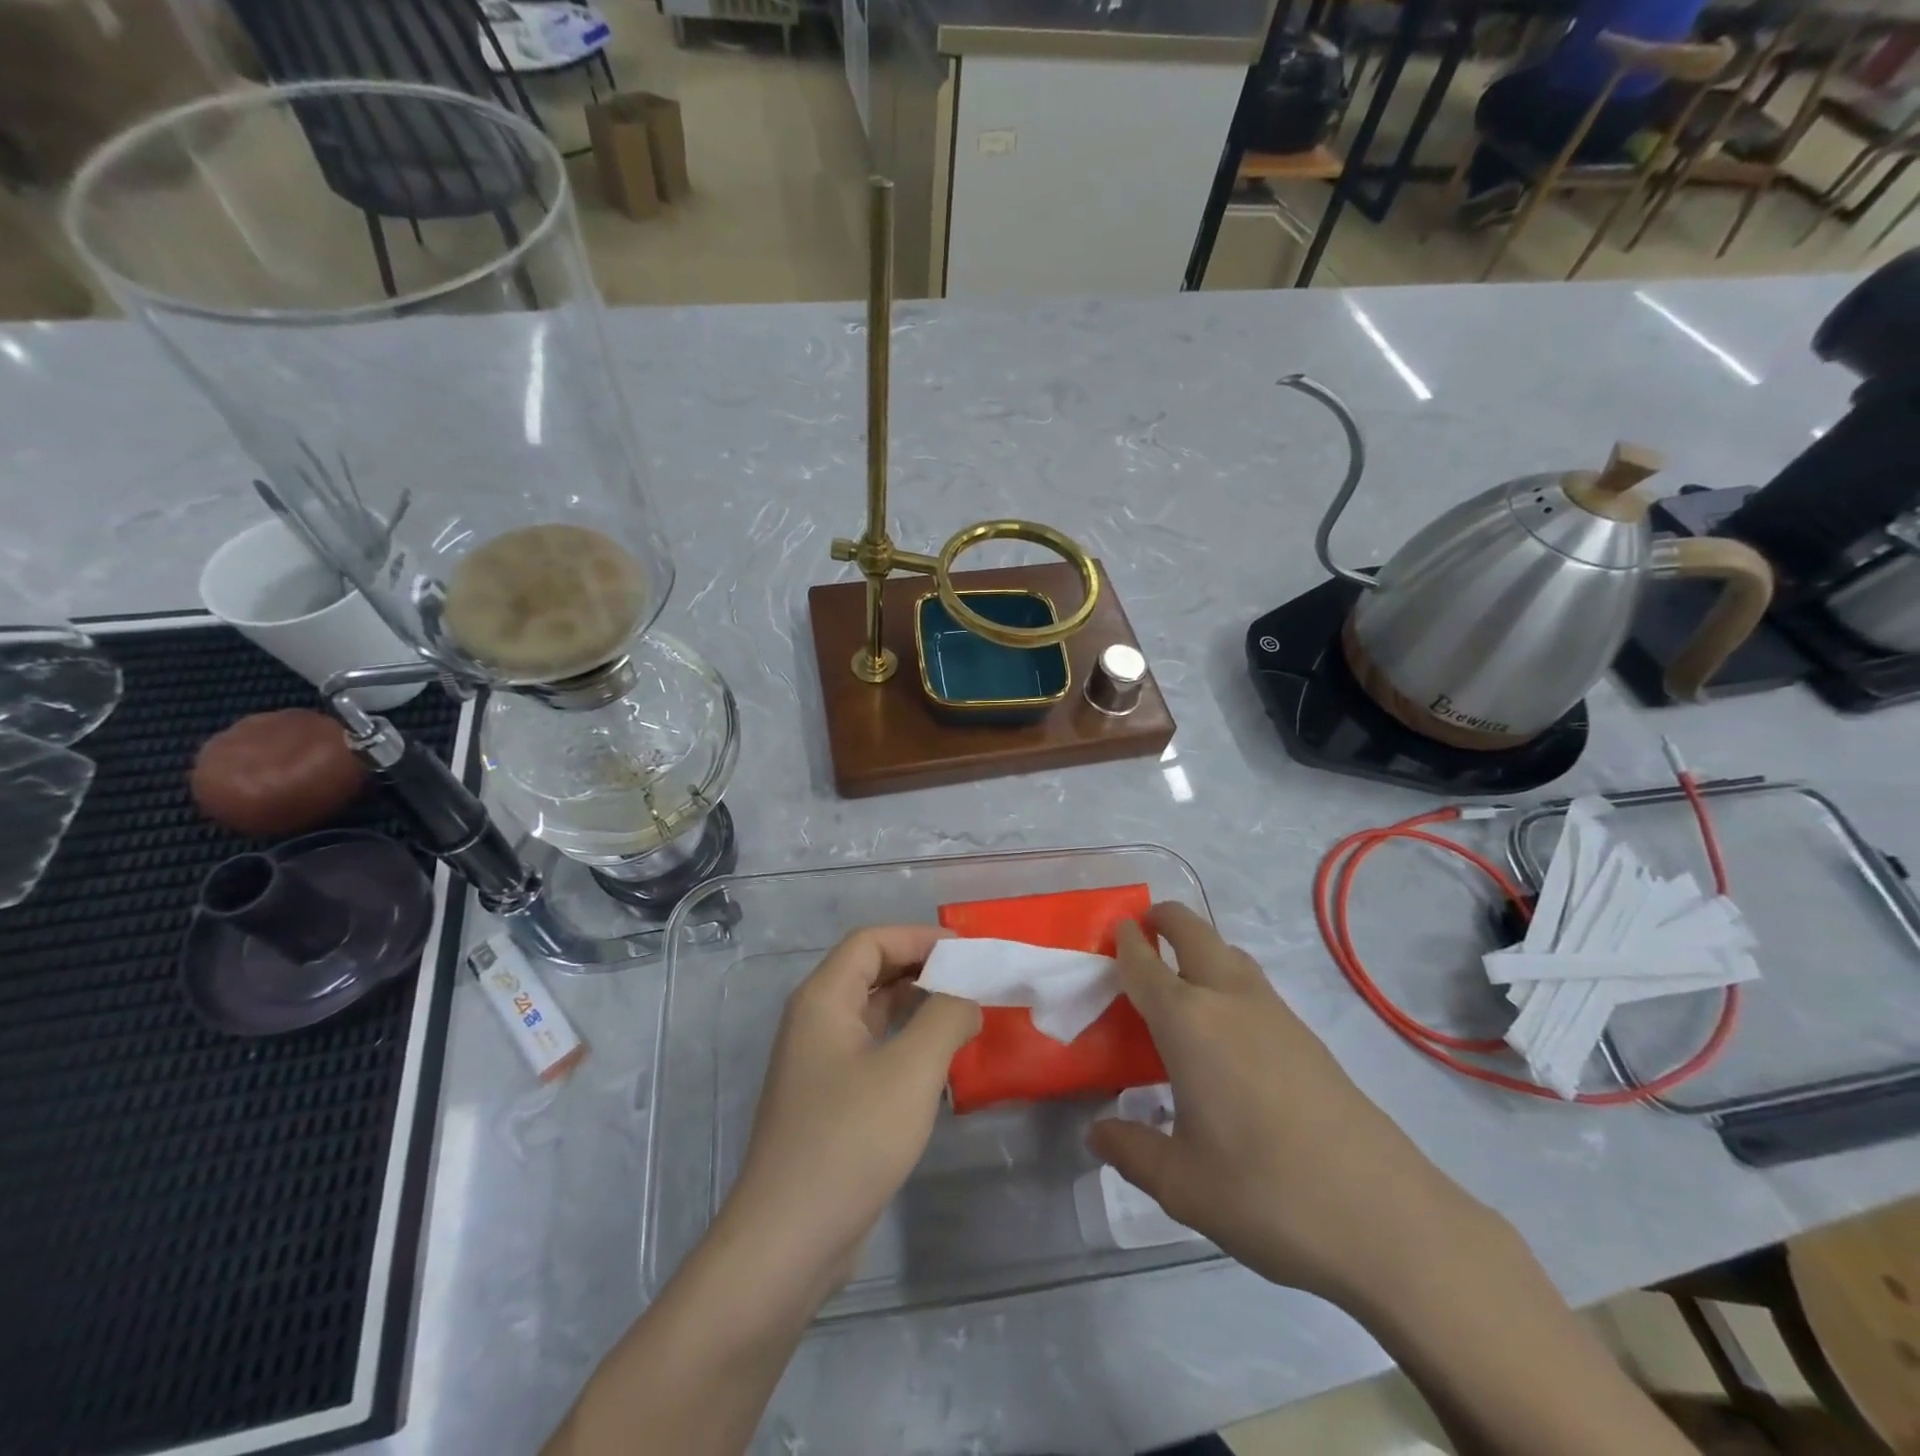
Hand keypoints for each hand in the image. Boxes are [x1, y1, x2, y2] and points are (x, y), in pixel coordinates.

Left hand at [720, 925, 980, 1298]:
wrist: (788, 1241)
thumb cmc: (850, 1141)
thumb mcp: (911, 1071)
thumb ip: (946, 1018)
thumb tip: (967, 998)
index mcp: (823, 1000)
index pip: (870, 941)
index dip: (918, 937)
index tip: (966, 950)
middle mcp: (815, 1021)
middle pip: (870, 971)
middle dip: (921, 967)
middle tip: (973, 978)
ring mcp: (819, 1063)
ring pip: (872, 1012)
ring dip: (916, 1005)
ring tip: (965, 1012)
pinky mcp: (829, 1100)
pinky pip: (872, 1049)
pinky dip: (906, 1040)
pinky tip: (940, 1059)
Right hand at [1088, 904, 1493, 1310]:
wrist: (1385, 1217)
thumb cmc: (1265, 1192)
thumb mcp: (1181, 1184)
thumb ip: (1131, 1150)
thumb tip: (1098, 1133)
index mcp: (1189, 1022)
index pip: (1145, 964)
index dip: (1126, 941)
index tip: (1113, 931)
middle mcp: (1230, 1000)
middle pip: (1194, 932)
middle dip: (1166, 919)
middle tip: (1143, 932)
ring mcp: (1276, 1014)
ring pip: (1230, 954)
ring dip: (1201, 948)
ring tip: (1181, 983)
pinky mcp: (1308, 1037)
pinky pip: (1254, 986)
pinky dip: (1228, 980)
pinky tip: (1226, 1031)